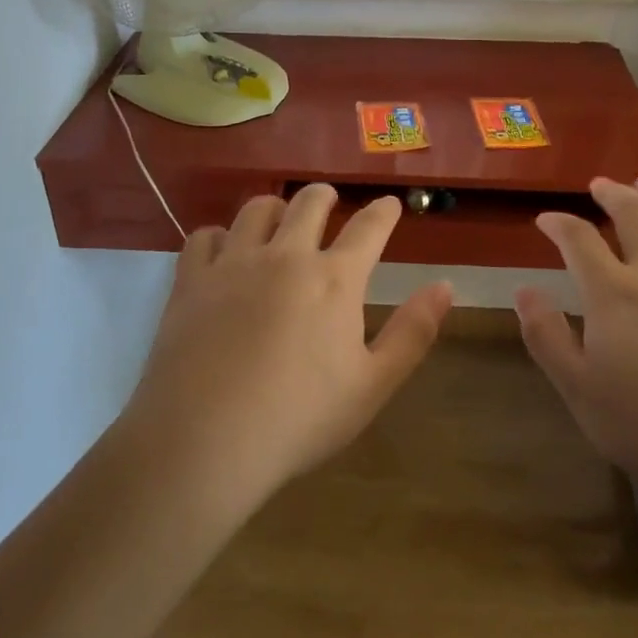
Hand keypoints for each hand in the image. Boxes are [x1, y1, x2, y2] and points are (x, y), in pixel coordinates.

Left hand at [126, 184, 452, 510]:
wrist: (205, 441)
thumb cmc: (299, 419)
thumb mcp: (372, 385)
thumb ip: (413, 332)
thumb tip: (445, 286)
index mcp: (334, 279)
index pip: (368, 228)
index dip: (383, 212)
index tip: (390, 204)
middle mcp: (285, 256)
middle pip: (309, 203)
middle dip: (325, 196)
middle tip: (329, 201)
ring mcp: (234, 263)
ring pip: (256, 209)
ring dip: (275, 208)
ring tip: (278, 218)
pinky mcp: (192, 280)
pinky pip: (205, 236)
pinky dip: (219, 236)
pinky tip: (222, 251)